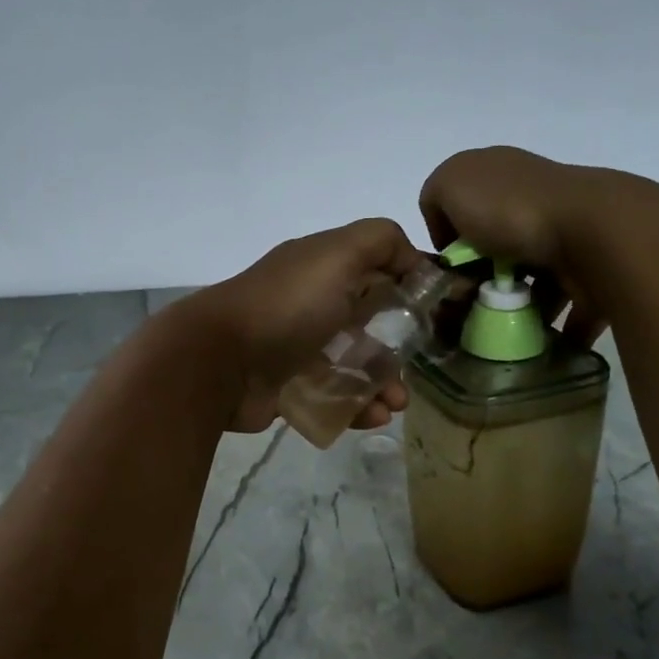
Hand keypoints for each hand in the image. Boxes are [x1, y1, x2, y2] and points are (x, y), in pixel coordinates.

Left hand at [177, 218, 427, 433]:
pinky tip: (373, 417)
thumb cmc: (287, 305)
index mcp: (322, 268)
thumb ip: (381, 241)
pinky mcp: (289, 388)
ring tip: (395, 403)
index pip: (376, 269)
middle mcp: (311, 304)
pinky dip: (357, 408)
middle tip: (416, 366)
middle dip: (400, 344)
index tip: (438, 309)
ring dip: (383, 383)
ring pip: (354, 365)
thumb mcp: (338, 254)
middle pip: (369, 322)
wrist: (219, 363)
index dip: (409, 284)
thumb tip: (414, 260)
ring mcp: (299, 348)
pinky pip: (333, 398)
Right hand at [418, 146, 609, 345]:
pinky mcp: (593, 274)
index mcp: (504, 176)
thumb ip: (435, 197)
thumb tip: (451, 234)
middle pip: (497, 248)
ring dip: (514, 307)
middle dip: (480, 279)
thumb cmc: (511, 208)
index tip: (447, 266)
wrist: (592, 233)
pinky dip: (552, 330)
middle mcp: (537, 202)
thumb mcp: (450, 184)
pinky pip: (566, 309)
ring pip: (531, 280)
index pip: (464, 206)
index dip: (449, 237)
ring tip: (497, 330)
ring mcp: (569, 237)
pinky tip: (531, 344)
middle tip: (468, 306)